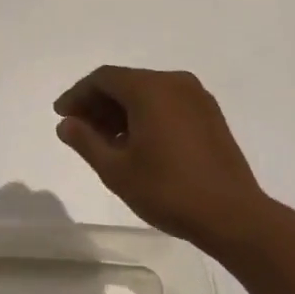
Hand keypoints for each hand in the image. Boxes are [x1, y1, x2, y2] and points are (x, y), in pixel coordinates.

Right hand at [54, 66, 276, 251]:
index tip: (62, 115)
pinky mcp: (210, 114)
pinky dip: (146, 114)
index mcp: (150, 89)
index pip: (103, 78)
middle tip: (80, 130)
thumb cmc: (168, 190)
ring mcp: (197, 97)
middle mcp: (174, 82)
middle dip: (99, 103)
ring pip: (148, 92)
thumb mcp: (116, 170)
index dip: (78, 94)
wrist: (233, 215)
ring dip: (122, 110)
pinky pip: (168, 103)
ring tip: (105, 141)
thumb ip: (86, 141)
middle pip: (126, 82)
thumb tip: (66, 124)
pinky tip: (136, 143)